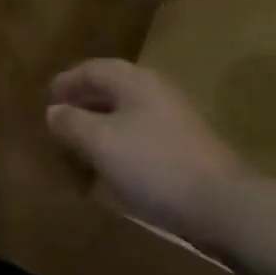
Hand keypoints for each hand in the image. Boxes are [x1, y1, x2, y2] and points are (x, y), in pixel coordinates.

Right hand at [47, 59, 266, 259]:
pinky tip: (118, 162)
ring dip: (105, 120)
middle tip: (63, 114)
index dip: (68, 80)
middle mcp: (156, 90)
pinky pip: (145, 132)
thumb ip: (73, 123)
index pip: (93, 68)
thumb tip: (53, 110)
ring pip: (130, 110)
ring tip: (85, 139)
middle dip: (86, 99)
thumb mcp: (102, 143)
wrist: (226, 205)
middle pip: (113, 87)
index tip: (49, 94)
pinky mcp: (190, 147)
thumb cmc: (155, 165)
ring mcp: (177, 118)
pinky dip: (124, 139)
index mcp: (133, 80)